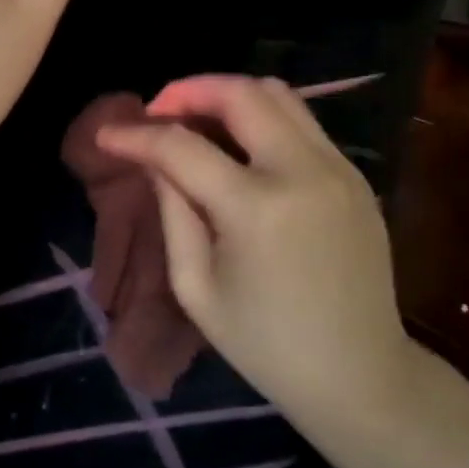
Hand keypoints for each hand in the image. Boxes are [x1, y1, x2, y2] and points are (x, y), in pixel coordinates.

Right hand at [95, 75, 416, 427]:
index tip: (106, 135)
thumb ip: (172, 212)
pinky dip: (261, 116)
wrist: (362, 377)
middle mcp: (303, 172)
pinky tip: (238, 144)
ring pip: (278, 94)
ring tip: (195, 119)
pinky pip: (302, 121)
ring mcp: (338, 168)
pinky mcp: (355, 175)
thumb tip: (154, 160)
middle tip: (157, 112)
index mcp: (257, 209)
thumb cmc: (266, 345)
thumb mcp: (196, 288)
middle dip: (187, 90)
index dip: (137, 135)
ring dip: (227, 95)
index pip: (182, 146)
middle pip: (240, 93)